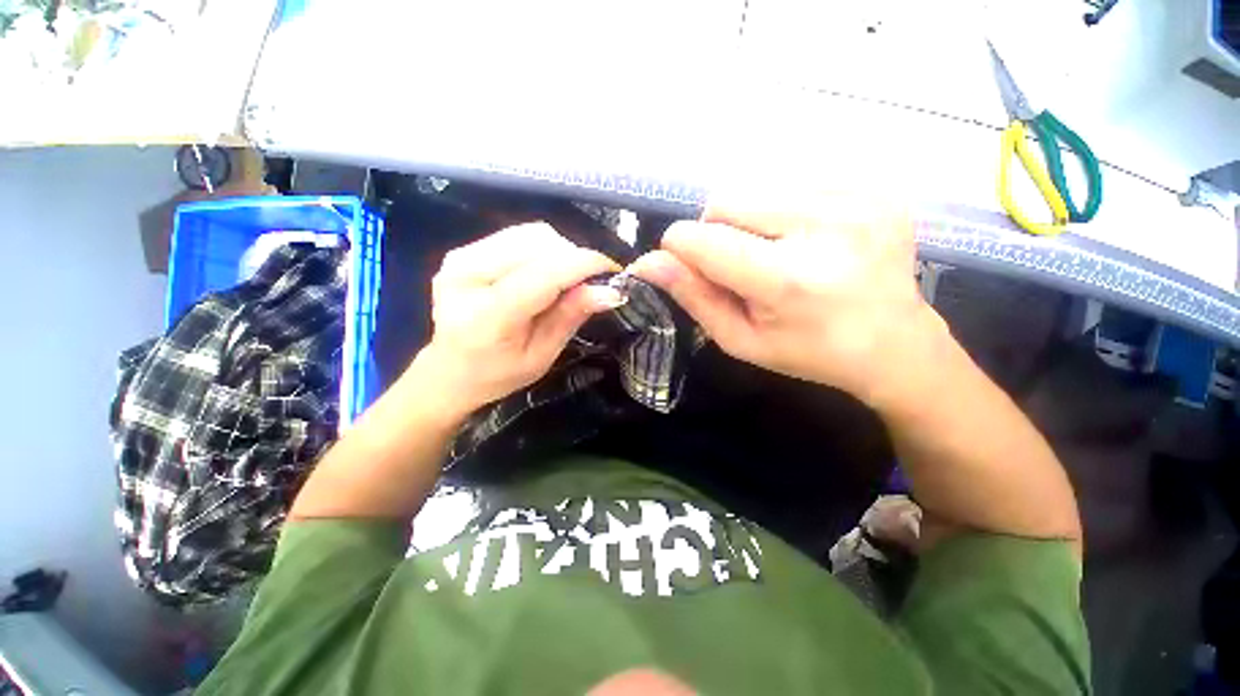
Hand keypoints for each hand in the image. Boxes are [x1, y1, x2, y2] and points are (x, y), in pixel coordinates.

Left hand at [412, 223, 621, 420]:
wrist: (450, 371)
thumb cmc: (498, 374)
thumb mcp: (542, 355)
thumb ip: (571, 317)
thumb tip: (610, 291)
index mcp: (487, 314)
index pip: (544, 274)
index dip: (584, 265)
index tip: (613, 271)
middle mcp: (468, 275)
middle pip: (539, 244)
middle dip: (574, 260)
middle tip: (587, 285)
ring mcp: (461, 258)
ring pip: (531, 234)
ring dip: (560, 253)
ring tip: (565, 281)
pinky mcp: (463, 251)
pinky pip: (518, 236)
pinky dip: (542, 250)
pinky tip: (543, 273)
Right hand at [629, 196, 941, 402]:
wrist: (895, 345)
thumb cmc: (808, 352)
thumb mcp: (740, 339)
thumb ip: (694, 297)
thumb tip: (648, 262)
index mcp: (788, 280)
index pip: (701, 239)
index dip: (680, 250)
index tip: (688, 268)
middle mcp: (825, 228)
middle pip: (725, 202)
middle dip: (716, 234)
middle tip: (741, 267)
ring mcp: (857, 200)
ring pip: (756, 187)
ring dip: (749, 220)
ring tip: (775, 253)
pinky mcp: (875, 187)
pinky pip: (794, 182)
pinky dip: (783, 210)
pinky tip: (805, 240)